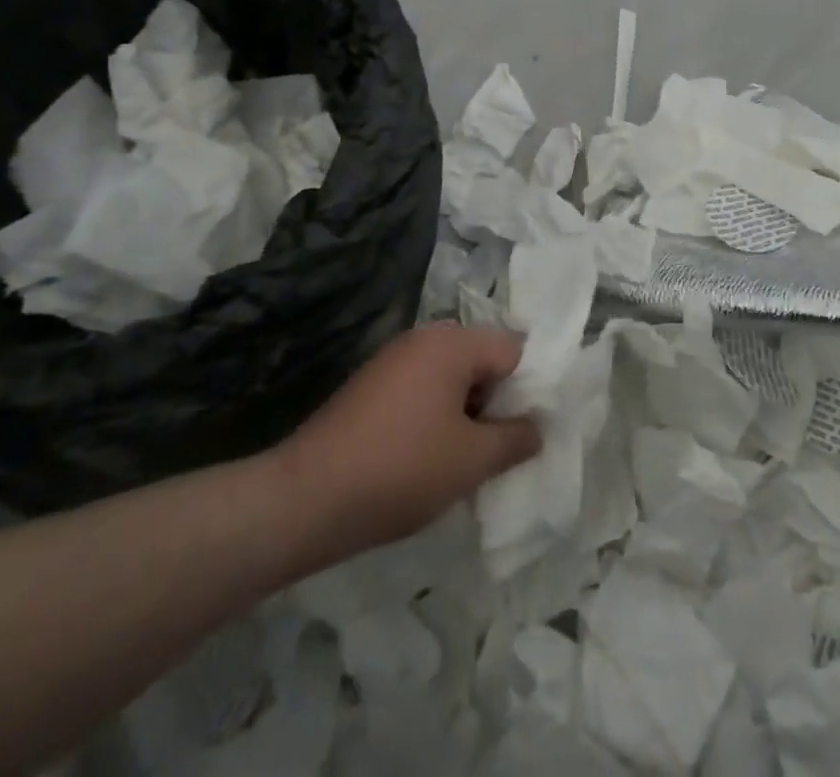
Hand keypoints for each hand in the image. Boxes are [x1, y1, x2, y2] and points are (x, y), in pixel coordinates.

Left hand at [269, 324, 541, 568]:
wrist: (302, 501)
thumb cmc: (400, 470)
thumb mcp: (471, 461)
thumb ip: (516, 439)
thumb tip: (536, 428)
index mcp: (452, 343)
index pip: (514, 352)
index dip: (528, 392)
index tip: (526, 433)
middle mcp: (423, 339)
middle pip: (482, 362)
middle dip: (496, 403)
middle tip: (497, 449)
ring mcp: (392, 361)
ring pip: (452, 379)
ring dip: (466, 414)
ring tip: (464, 460)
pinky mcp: (370, 387)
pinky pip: (422, 391)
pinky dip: (435, 418)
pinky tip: (428, 459)